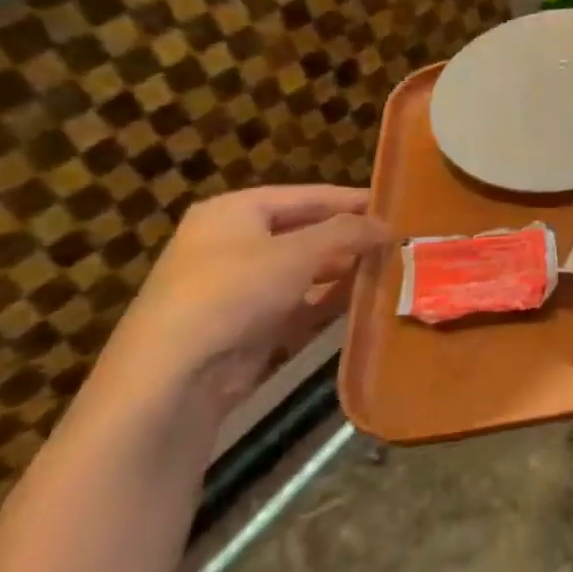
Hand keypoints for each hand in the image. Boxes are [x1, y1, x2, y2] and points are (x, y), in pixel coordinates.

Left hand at [94, 185, 390, 417]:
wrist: (174, 375)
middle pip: (305, 232)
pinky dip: (328, 302)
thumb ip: (346, 233)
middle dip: (350, 238)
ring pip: (304, 271)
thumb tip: (387, 225)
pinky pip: (299, 305)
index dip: (350, 200)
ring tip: (390, 269)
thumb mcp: (297, 253)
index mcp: (234, 212)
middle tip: (397, 241)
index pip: (305, 195)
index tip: (394, 205)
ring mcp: (240, 288)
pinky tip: (364, 302)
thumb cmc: (233, 292)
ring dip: (344, 272)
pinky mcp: (249, 326)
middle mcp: (233, 243)